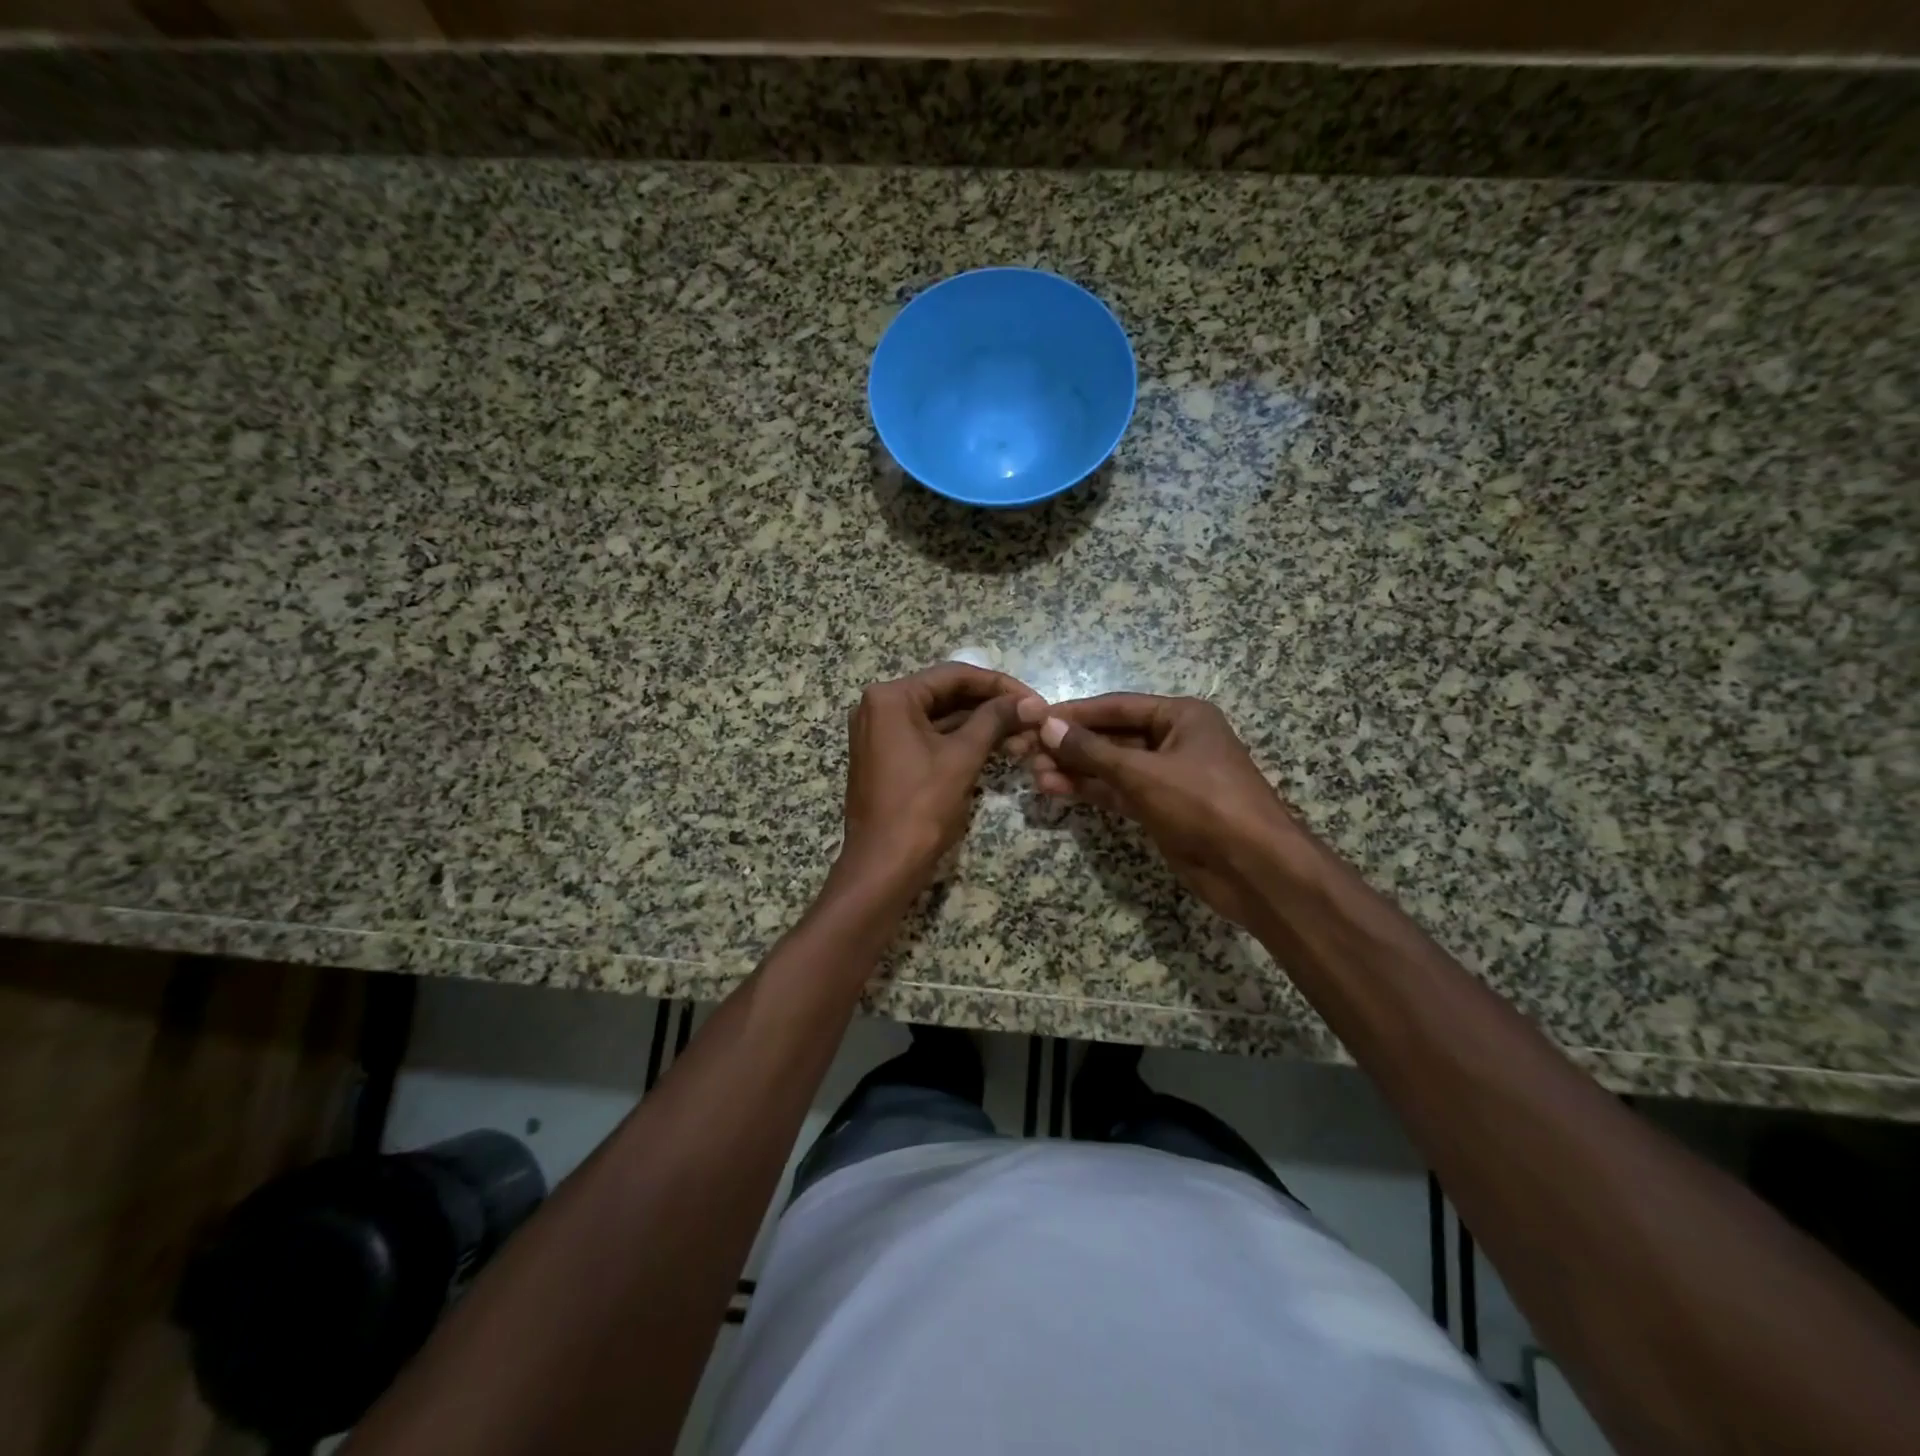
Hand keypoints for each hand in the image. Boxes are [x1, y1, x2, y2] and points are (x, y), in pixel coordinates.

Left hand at [837, 663, 1030, 893]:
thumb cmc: (921, 807)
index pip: (954, 676)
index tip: (1034, 699)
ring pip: (940, 718)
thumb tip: (1030, 701)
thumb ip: (995, 720)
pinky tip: (997, 748)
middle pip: (946, 694)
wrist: (884, 865)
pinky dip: (960, 742)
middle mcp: (879, 707)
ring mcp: (881, 733)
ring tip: (1023, 736)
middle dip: (992, 707)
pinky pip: (929, 738)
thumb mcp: (962, 758)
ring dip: (980, 726)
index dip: (999, 685)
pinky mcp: (887, 757)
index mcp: (890, 697)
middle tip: (1032, 718)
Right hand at [1016, 693, 1304, 929]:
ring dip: (1076, 770)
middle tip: (1027, 751)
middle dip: (1071, 745)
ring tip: (1033, 774)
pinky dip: (1091, 791)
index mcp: (1182, 717)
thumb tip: (1047, 725)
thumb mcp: (1144, 773)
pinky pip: (1119, 792)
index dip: (1075, 713)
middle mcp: (1175, 740)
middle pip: (1113, 737)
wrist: (1255, 870)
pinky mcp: (1162, 809)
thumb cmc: (1205, 805)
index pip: (1117, 706)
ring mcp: (1168, 777)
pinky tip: (1057, 790)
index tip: (1034, 718)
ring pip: (1112, 767)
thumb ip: (1093, 751)